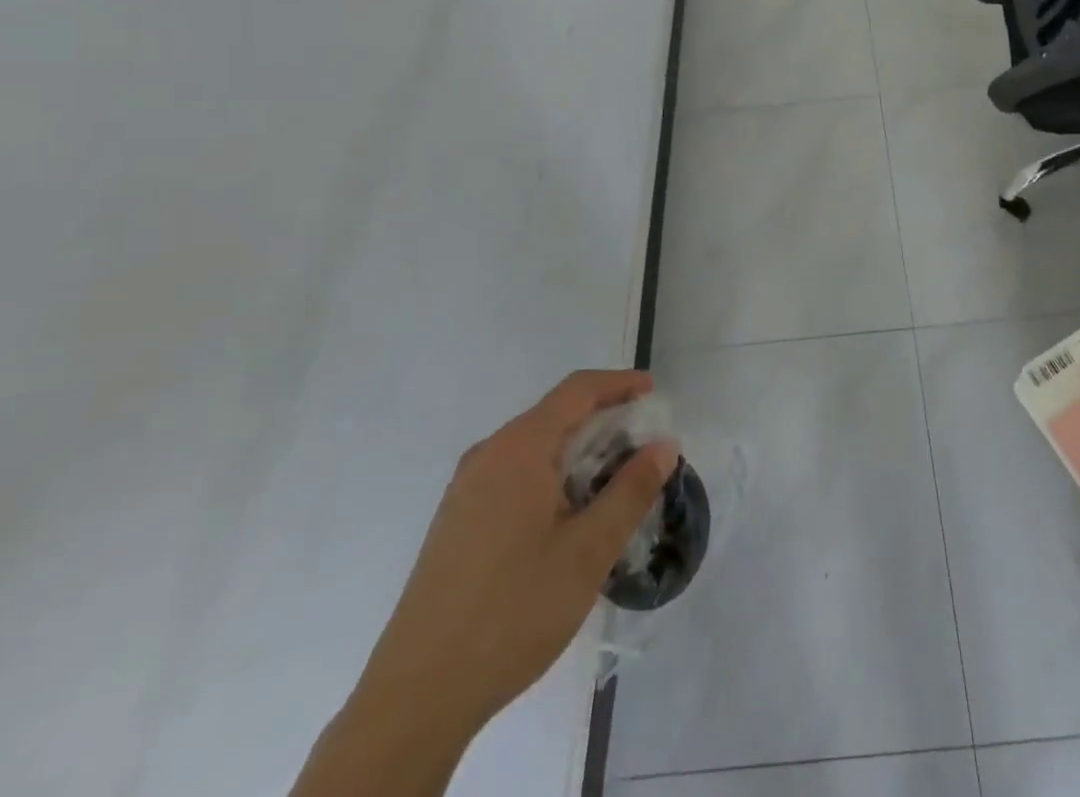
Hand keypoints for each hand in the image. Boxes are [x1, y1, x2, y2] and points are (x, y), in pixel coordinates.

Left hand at [344, 370, 677, 749]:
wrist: (416, 697)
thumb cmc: (513, 611)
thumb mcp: (589, 552)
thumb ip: (631, 490)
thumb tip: (664, 445)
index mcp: (520, 449)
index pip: (577, 390)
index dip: (619, 383)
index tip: (653, 392)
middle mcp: (489, 455)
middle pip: (555, 415)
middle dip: (603, 420)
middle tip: (643, 447)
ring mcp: (466, 489)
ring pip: (534, 448)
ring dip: (578, 452)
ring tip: (613, 483)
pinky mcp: (457, 521)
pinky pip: (514, 475)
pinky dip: (551, 476)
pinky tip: (568, 517)